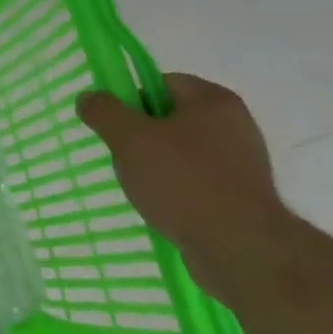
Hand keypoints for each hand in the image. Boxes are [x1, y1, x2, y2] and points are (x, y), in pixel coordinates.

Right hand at [75, 74, 288, 302]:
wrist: (242, 250)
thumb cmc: (184, 182)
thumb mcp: (130, 139)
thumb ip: (104, 112)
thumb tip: (88, 98)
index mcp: (213, 100)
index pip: (161, 83)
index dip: (131, 101)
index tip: (116, 128)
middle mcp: (235, 124)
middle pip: (170, 118)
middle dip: (142, 137)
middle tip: (124, 158)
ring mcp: (242, 163)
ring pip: (182, 153)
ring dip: (157, 167)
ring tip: (143, 189)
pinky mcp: (243, 197)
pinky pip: (198, 182)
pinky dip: (178, 191)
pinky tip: (164, 209)